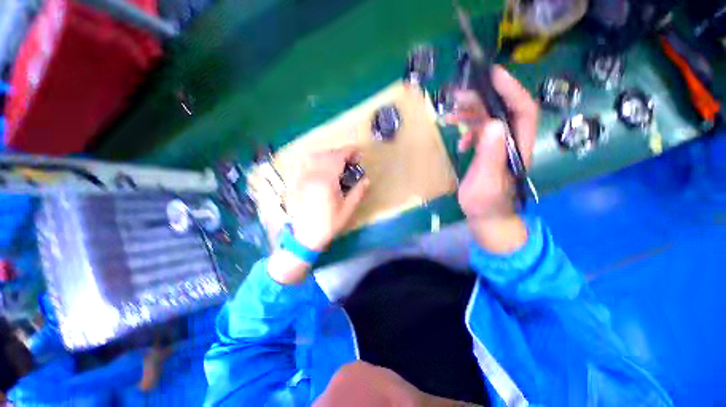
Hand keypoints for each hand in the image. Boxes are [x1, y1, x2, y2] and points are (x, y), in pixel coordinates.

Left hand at [286, 146, 369, 251]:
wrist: (305, 236)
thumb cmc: (328, 225)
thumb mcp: (347, 210)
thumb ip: (358, 192)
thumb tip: (366, 179)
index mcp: (326, 181)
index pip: (337, 157)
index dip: (349, 151)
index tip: (358, 152)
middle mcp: (313, 175)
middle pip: (326, 155)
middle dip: (340, 153)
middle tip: (351, 160)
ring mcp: (303, 178)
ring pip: (315, 157)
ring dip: (328, 155)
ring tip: (338, 162)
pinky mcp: (298, 182)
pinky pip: (307, 164)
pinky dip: (317, 160)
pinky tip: (324, 168)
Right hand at [451, 66, 538, 251]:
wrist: (487, 217)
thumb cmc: (487, 203)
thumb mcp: (486, 181)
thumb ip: (490, 155)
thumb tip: (493, 124)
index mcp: (517, 146)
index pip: (522, 109)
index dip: (510, 89)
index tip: (491, 75)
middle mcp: (512, 142)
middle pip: (502, 111)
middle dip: (482, 99)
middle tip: (458, 96)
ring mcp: (500, 147)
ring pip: (490, 120)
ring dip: (471, 114)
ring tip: (451, 115)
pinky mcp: (489, 153)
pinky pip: (481, 134)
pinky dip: (469, 133)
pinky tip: (459, 142)